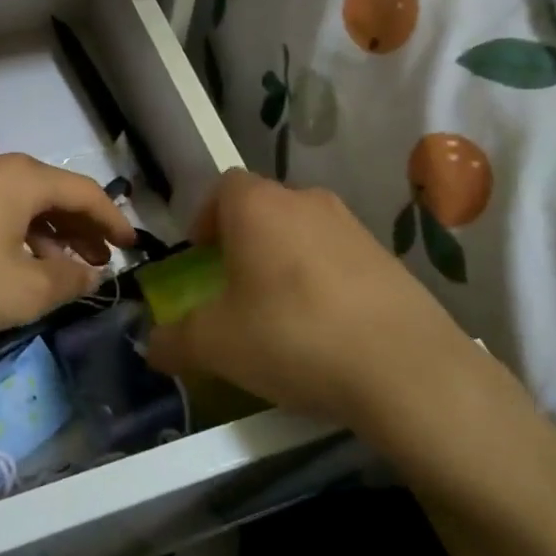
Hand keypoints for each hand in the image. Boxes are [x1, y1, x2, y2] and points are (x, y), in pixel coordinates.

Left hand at [0, 153, 136, 337]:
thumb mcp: (23, 291)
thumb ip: (68, 280)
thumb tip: (91, 273)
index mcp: (23, 178)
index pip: (86, 193)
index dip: (114, 220)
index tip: (132, 245)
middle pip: (55, 194)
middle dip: (83, 228)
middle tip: (102, 260)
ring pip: (24, 203)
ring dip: (52, 233)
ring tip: (67, 267)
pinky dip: (20, 233)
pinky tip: (21, 262)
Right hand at [146, 170, 477, 427]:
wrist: (403, 368)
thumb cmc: (291, 336)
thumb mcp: (216, 345)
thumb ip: (174, 340)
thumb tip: (152, 345)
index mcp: (258, 207)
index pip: (223, 187)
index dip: (206, 217)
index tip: (201, 256)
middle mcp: (306, 202)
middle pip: (264, 207)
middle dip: (243, 241)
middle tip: (234, 287)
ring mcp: (354, 227)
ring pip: (303, 232)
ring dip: (284, 260)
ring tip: (279, 311)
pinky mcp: (389, 258)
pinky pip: (339, 257)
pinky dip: (322, 280)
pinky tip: (324, 328)